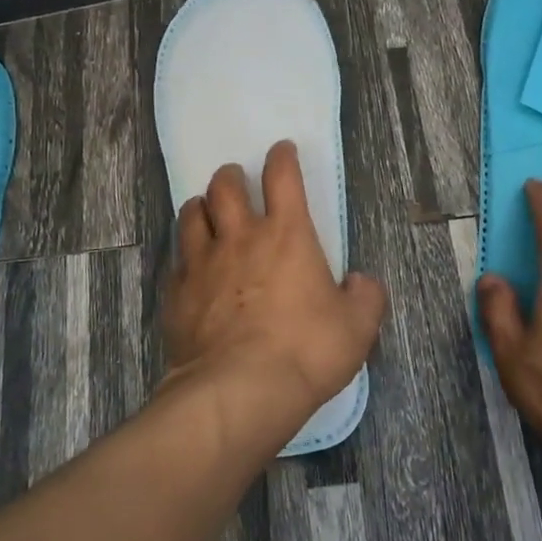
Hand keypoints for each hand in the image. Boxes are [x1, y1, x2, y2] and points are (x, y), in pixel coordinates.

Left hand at [164, 141, 387, 425]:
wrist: (238, 390)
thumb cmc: (305, 351)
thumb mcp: (357, 328)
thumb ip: (365, 297)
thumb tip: (360, 282)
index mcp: (286, 235)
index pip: (282, 177)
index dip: (282, 157)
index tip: (281, 150)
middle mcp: (239, 238)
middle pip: (225, 186)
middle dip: (231, 176)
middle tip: (236, 181)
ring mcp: (202, 263)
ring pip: (191, 215)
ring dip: (201, 207)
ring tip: (207, 212)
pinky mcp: (176, 293)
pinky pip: (176, 260)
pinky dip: (184, 255)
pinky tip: (189, 267)